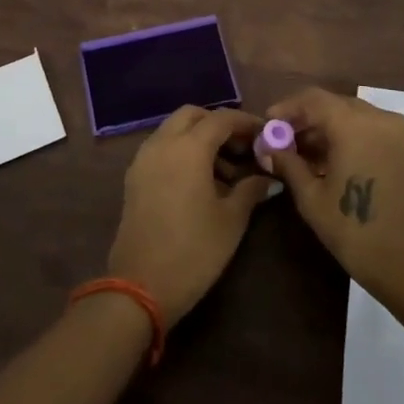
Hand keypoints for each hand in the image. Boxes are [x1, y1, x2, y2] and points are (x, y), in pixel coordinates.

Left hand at [108, 106, 272, 322]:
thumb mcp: (231, 220)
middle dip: (218, 124)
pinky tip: (199, 181)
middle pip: (192, 116)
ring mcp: (143, 160)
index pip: (221, 118)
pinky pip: (161, 149)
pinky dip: (181, 151)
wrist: (140, 287)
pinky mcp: (134, 178)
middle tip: (242, 148)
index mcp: (188, 148)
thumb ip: (251, 190)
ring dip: (199, 138)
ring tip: (225, 171)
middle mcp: (162, 144)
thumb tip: (269, 178)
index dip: (246, 123)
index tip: (265, 135)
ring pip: (173, 130)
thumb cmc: (194, 250)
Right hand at [267, 87, 403, 307]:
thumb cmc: (357, 232)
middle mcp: (381, 118)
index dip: (287, 108)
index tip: (269, 125)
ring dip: (331, 128)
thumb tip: (268, 147)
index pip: (313, 99)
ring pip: (357, 116)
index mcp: (354, 125)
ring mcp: (402, 132)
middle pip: (336, 105)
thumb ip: (288, 163)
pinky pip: (376, 130)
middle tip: (285, 142)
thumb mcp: (312, 199)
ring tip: (308, 156)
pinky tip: (338, 162)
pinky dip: (354, 137)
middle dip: (308, 119)